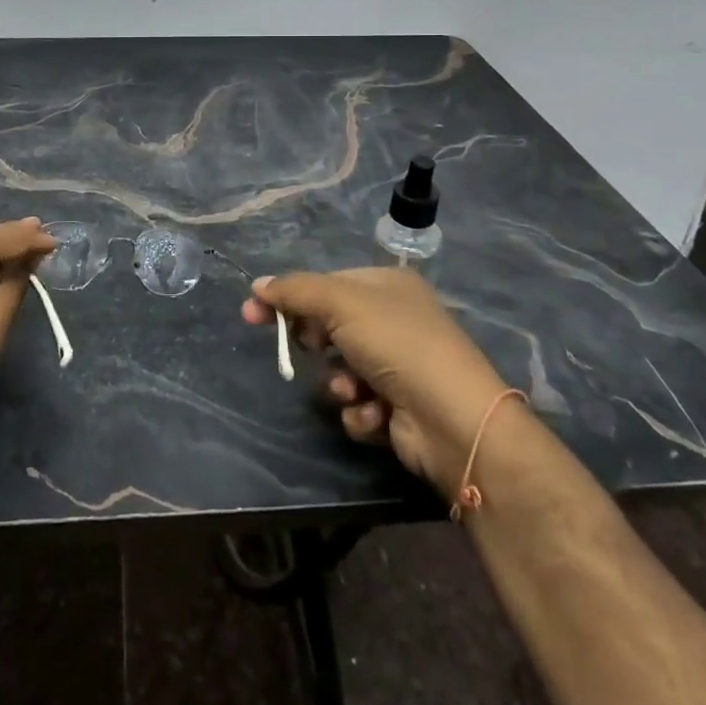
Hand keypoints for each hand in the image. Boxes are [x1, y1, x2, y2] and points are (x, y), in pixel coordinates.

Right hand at [243, 269, 509, 500]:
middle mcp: (393, 320)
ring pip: (340, 369)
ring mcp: (398, 365)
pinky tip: (373, 413)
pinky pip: (357, 403)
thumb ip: (295, 291)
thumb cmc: (397, 344)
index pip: (324, 284)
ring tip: (351, 390)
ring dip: (338, 383)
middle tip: (307, 351)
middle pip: (330, 325)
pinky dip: (359, 410)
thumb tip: (258, 285)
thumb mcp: (340, 303)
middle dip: (316, 342)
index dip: (289, 297)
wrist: (454, 420)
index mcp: (386, 286)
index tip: (251, 314)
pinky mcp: (398, 406)